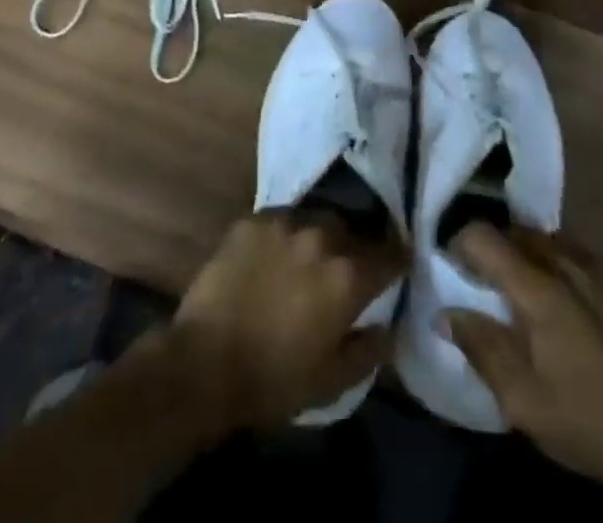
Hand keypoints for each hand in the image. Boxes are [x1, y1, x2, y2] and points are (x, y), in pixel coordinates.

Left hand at [169, 210, 405, 430]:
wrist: (203, 363)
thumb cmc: (273, 380)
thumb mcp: (332, 382)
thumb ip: (369, 350)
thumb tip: (387, 326)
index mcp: (348, 275)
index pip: (390, 254)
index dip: (398, 260)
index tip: (399, 264)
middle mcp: (322, 237)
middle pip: (353, 230)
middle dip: (356, 247)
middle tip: (348, 268)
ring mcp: (285, 222)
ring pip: (316, 220)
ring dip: (321, 237)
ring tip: (310, 258)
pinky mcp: (252, 219)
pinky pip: (281, 220)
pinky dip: (286, 236)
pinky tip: (275, 256)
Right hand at [443, 223, 602, 486]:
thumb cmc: (586, 418)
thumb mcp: (523, 399)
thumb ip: (482, 348)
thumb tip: (445, 313)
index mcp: (537, 287)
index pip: (484, 236)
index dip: (459, 243)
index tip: (450, 268)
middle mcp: (564, 262)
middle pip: (513, 230)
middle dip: (490, 247)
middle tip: (480, 281)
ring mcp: (594, 267)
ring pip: (543, 238)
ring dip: (521, 253)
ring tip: (515, 287)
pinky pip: (569, 252)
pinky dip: (550, 261)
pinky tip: (554, 296)